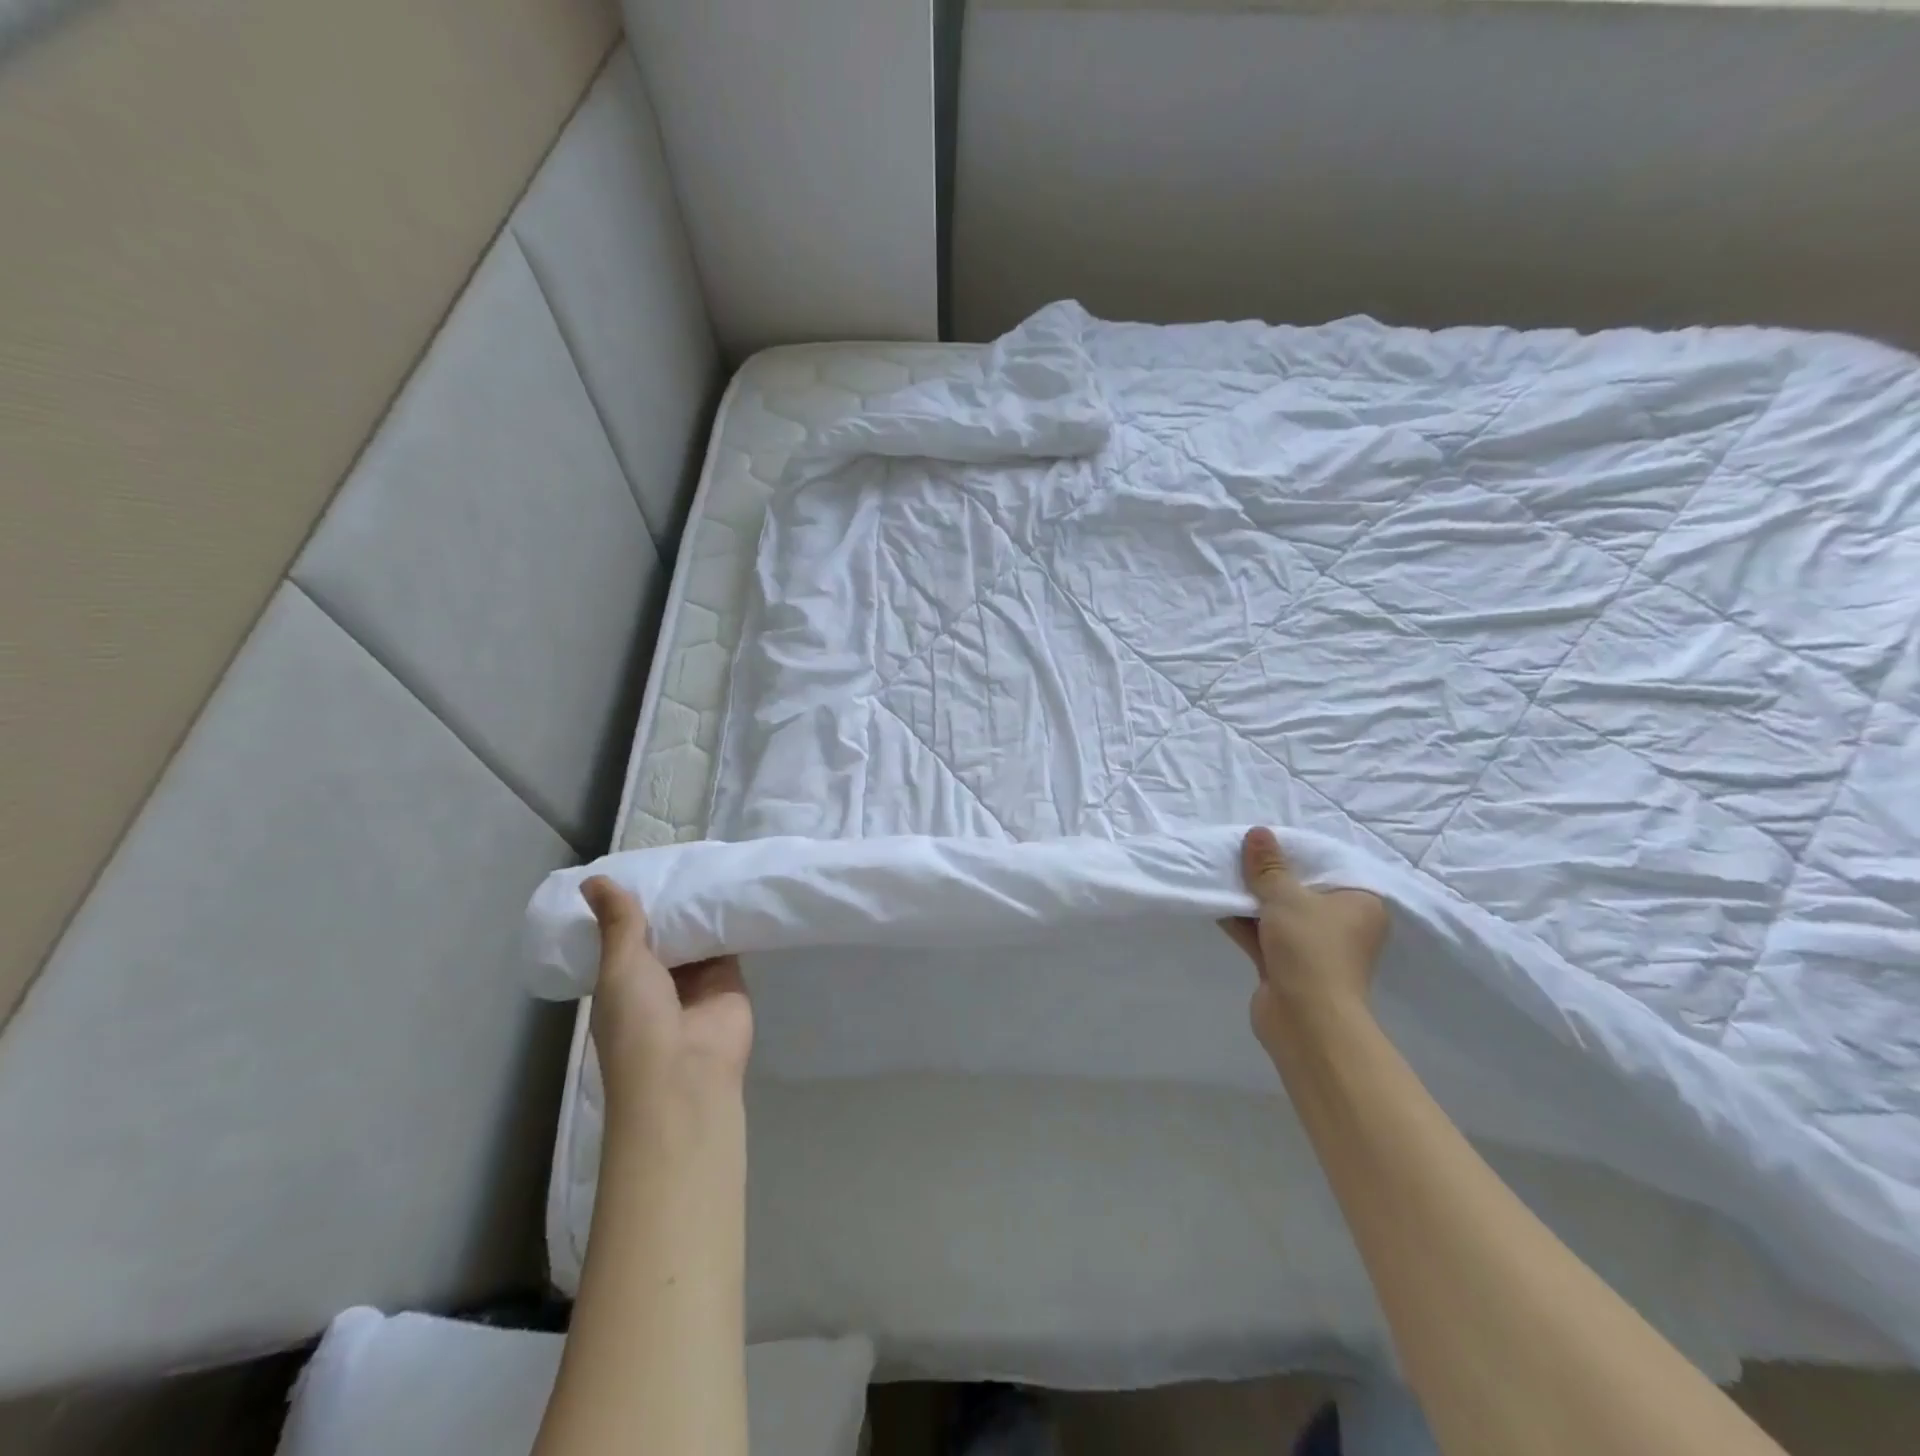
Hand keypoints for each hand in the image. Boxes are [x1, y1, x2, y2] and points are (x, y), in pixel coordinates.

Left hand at [583, 876, 752, 1113]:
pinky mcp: (731, 979)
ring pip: (698, 937)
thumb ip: (618, 923)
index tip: (640, 868)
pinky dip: (731, 921)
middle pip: (665, 934)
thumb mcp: (619, 967)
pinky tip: (734, 886)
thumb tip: (592, 878)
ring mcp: (696, 982)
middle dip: (671, 904)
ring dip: (700, 910)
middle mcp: (658, 981)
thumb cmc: (638, 1022)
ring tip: (708, 862)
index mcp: (622, 982)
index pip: (625, 937)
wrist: (686, 1072)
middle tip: (679, 857)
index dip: (630, 907)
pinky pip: (730, 943)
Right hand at [1221, 826, 1389, 1053]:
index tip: (1267, 839)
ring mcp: (1315, 947)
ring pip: (1280, 913)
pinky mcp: (1289, 966)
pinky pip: (1265, 934)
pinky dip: (1244, 920)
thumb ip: (1268, 866)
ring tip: (1221, 872)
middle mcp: (1343, 924)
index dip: (1297, 851)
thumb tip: (1258, 832)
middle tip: (1239, 851)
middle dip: (1269, 874)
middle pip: (1302, 889)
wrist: (1305, 1020)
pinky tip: (1217, 902)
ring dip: (1253, 898)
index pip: (1330, 865)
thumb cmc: (1310, 948)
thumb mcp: (1285, 897)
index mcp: (1360, 903)